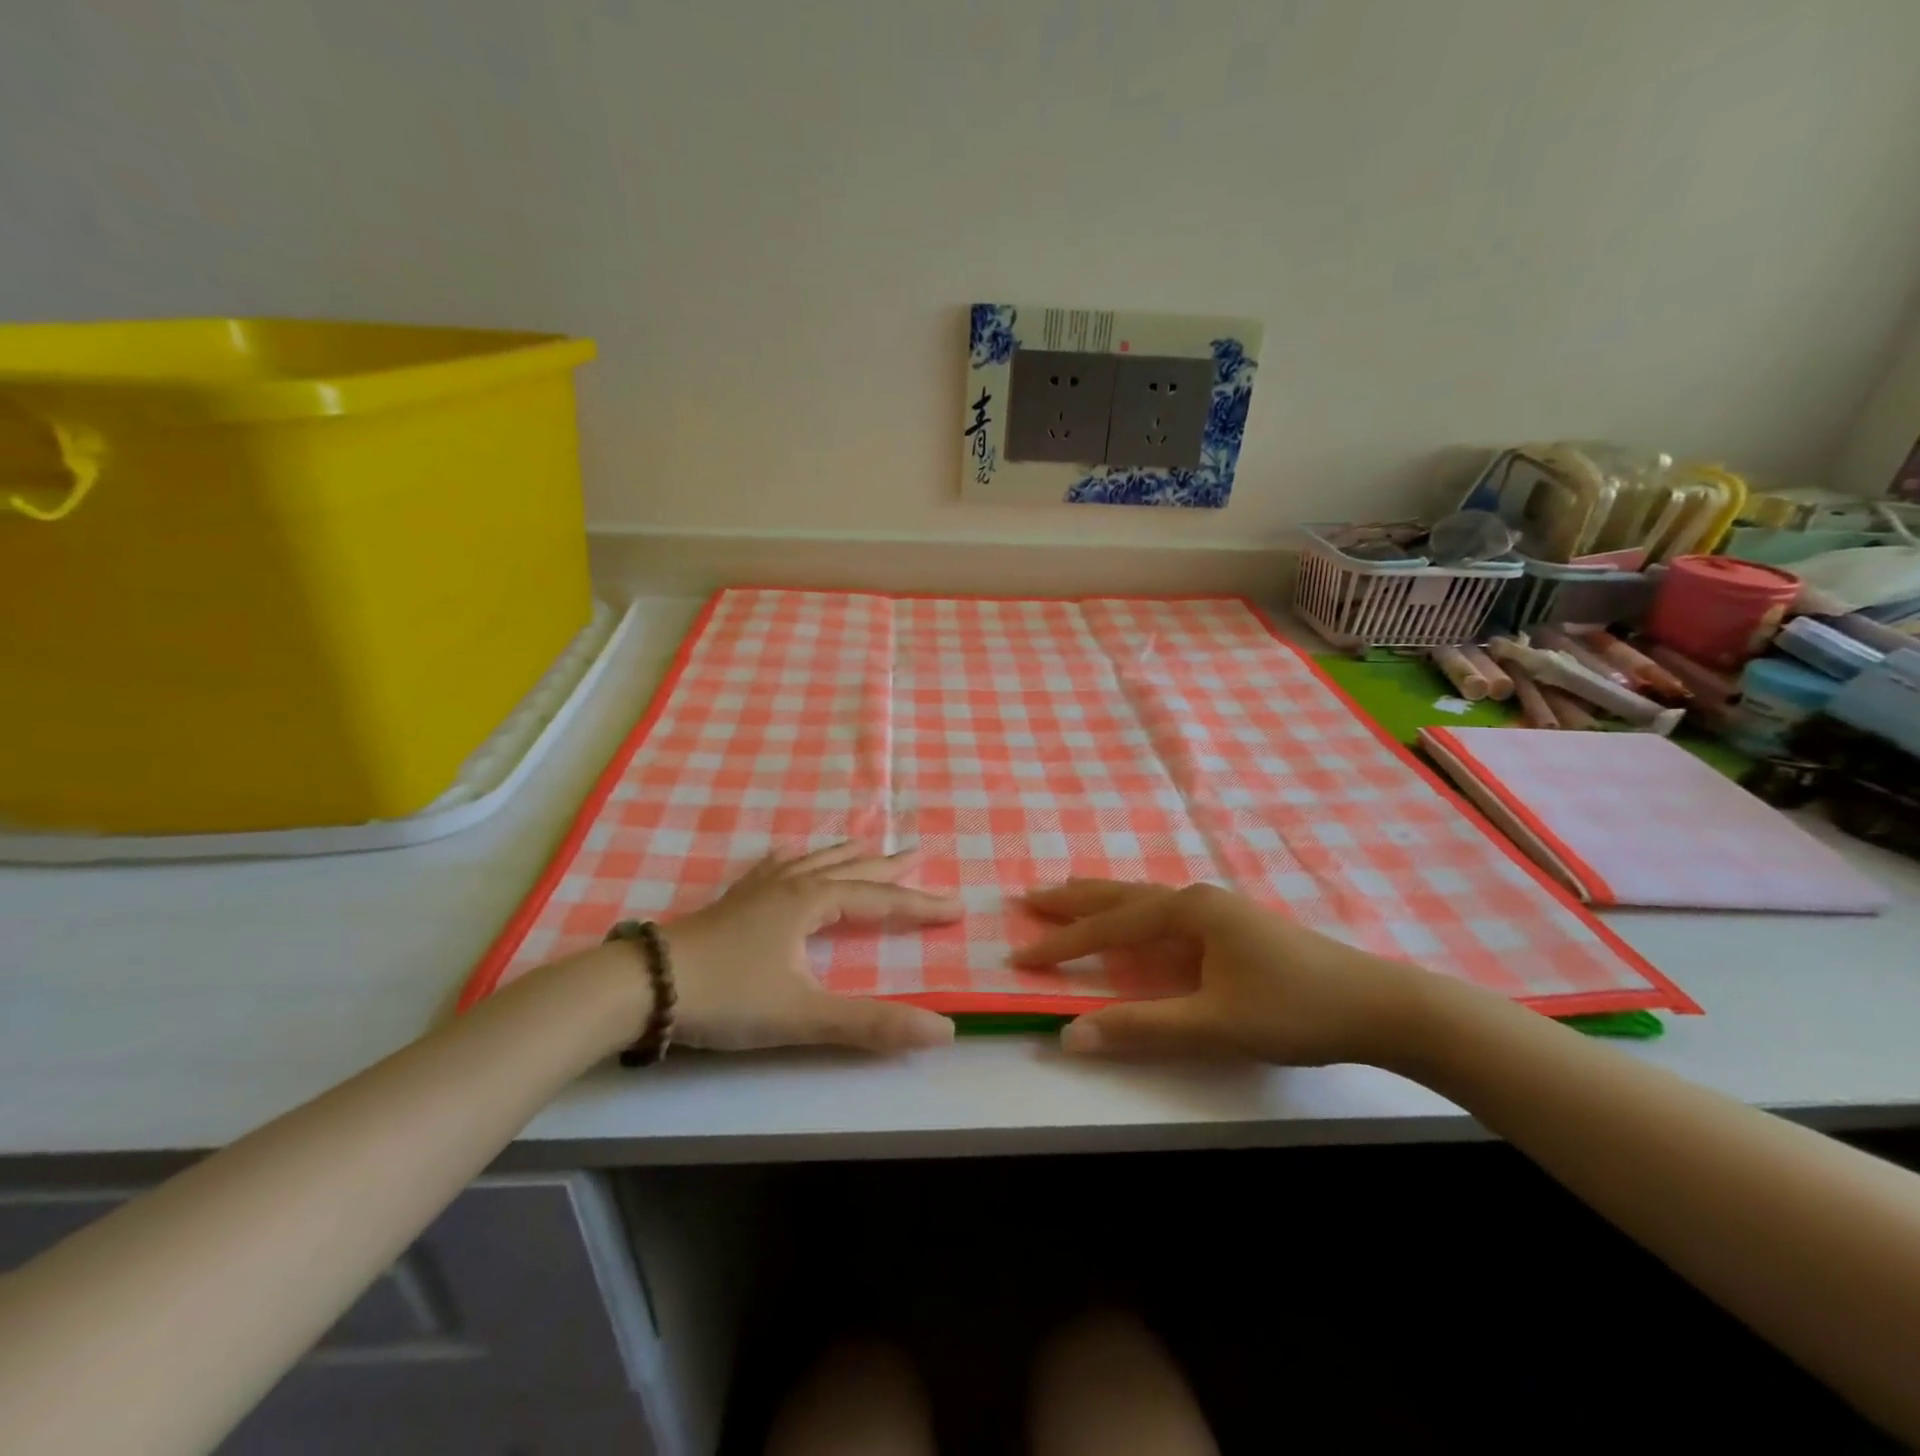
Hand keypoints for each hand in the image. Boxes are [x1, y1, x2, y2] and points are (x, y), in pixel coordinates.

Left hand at [660, 844, 962, 1053]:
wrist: (644, 986)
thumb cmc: (729, 995)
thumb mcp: (804, 1015)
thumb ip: (872, 1024)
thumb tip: (943, 1030)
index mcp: (812, 902)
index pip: (880, 899)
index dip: (920, 904)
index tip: (956, 907)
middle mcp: (790, 885)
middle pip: (851, 868)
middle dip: (888, 864)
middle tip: (919, 851)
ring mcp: (757, 889)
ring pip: (813, 861)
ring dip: (846, 853)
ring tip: (867, 843)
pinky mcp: (733, 901)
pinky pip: (774, 867)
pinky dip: (794, 859)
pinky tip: (789, 855)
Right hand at [1013, 881, 1426, 1065]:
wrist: (1379, 1006)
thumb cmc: (1293, 1010)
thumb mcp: (1213, 1024)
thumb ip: (1141, 1027)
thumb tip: (1069, 1035)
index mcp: (1188, 912)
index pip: (1109, 927)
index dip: (1062, 943)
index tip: (1020, 953)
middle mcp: (1197, 899)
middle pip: (1121, 896)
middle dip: (1073, 900)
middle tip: (1028, 896)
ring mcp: (1218, 909)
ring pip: (1144, 900)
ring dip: (1102, 901)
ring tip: (1068, 895)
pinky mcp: (1233, 926)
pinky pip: (1164, 913)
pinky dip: (1132, 914)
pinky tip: (1134, 922)